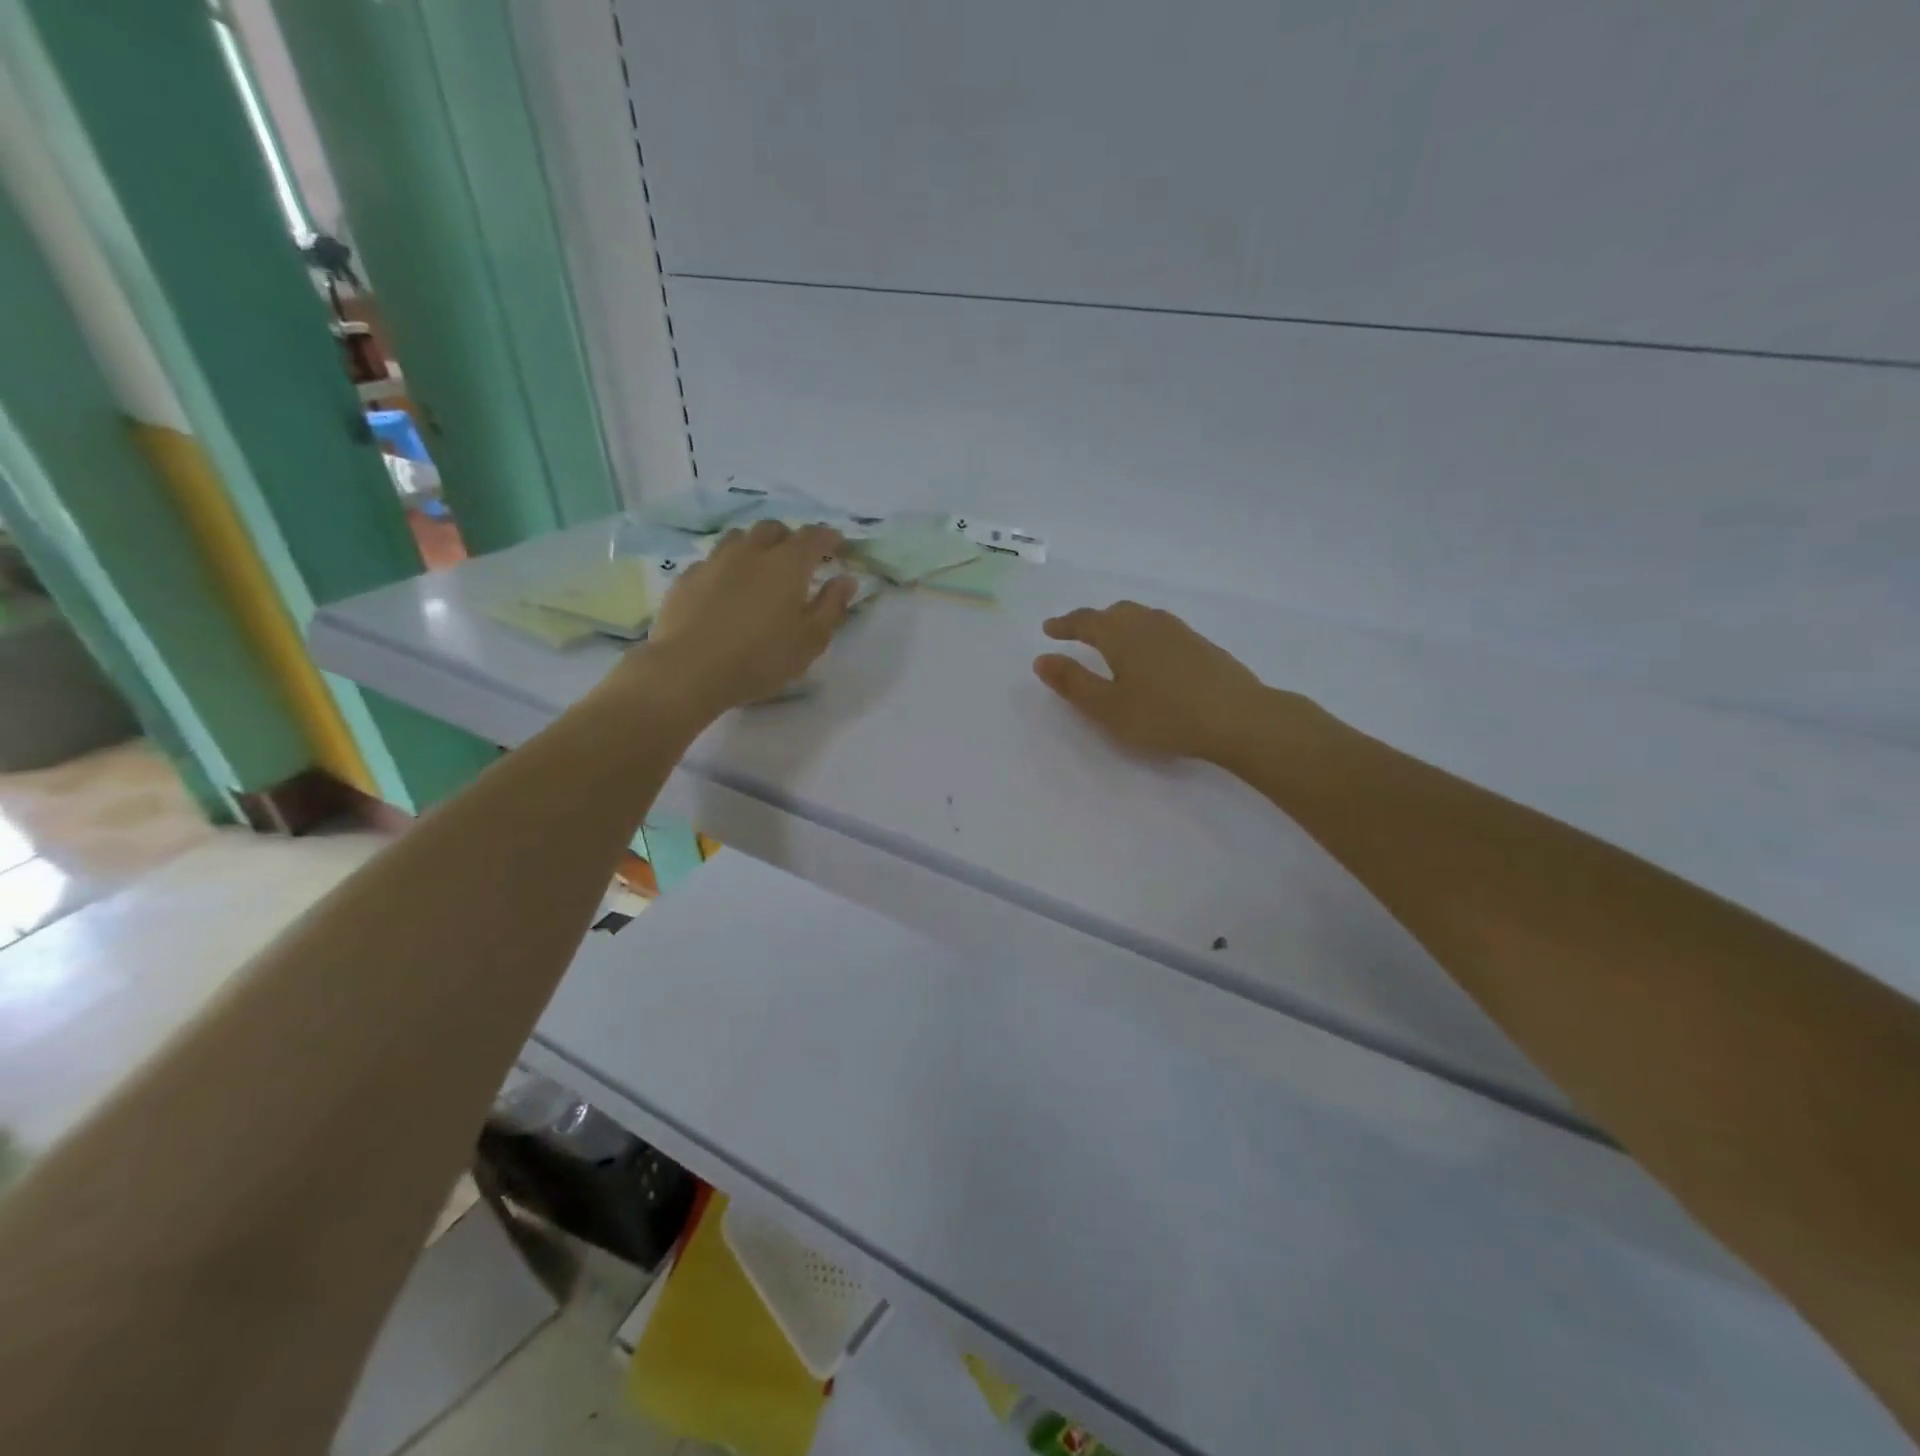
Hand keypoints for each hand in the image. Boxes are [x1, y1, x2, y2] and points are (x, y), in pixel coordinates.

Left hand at [630, 520, 857, 720]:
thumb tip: (845, 579)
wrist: (689, 670)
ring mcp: (714, 561)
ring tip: (760, 572)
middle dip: (790, 539)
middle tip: (799, 562)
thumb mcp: (811, 641)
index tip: (840, 549)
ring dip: (755, 547)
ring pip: (739, 538)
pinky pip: (712, 561)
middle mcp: (751, 551)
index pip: (814, 536)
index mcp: (787, 564)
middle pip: (773, 529)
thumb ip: (832, 606)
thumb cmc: (761, 658)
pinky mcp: (686, 578)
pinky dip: (726, 568)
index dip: (830, 538)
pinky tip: (726, 592)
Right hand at [1033, 601, 1275, 762]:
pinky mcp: (1201, 644)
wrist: (1237, 717)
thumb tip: (1042, 659)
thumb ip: (1073, 683)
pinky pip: (1161, 629)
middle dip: (1092, 620)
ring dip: (1120, 623)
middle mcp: (1148, 623)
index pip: (1085, 621)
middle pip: (1115, 612)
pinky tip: (1151, 654)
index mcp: (1121, 635)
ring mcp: (1179, 631)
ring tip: (1112, 640)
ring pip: (1141, 617)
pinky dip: (1143, 634)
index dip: (1064, 625)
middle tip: (1077, 632)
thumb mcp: (1108, 707)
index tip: (1049, 629)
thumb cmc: (1163, 715)